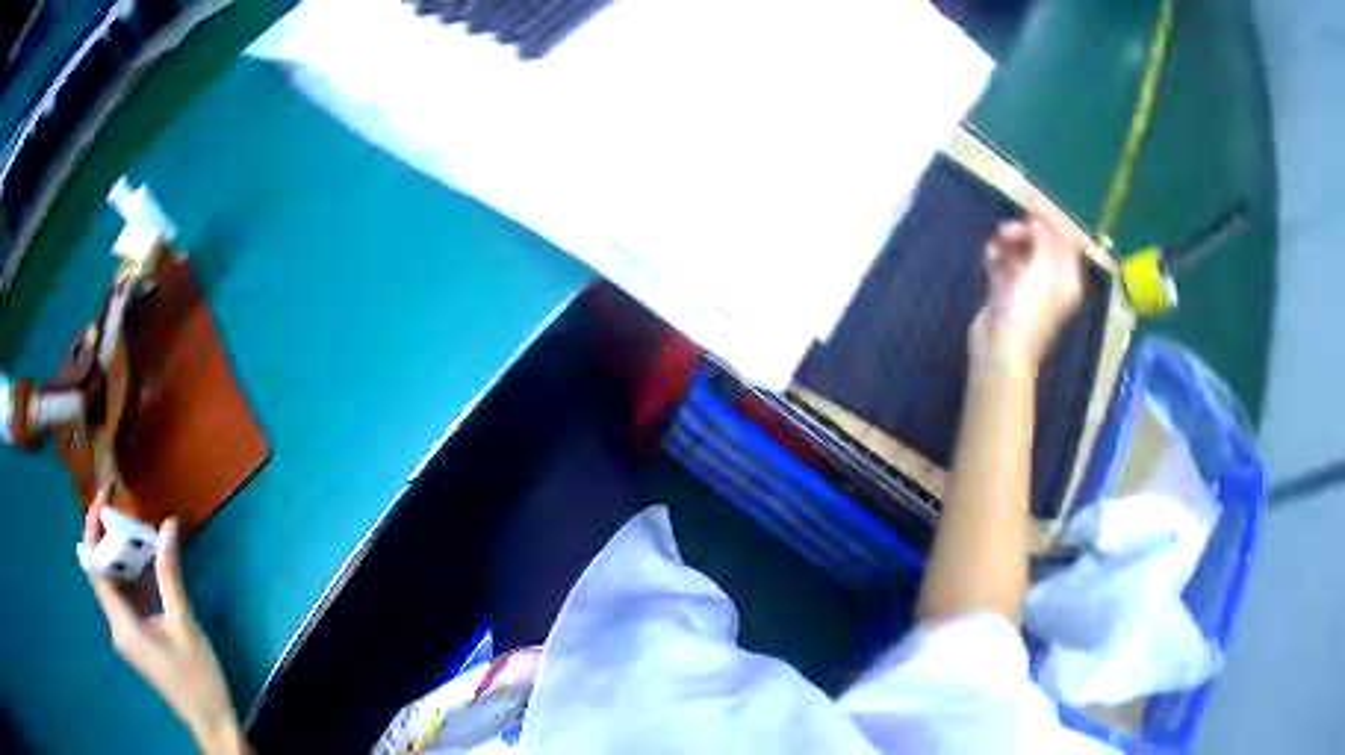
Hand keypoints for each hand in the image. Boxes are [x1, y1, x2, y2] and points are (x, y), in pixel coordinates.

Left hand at [83, 498, 249, 754]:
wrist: (211, 722)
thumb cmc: (197, 679)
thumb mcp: (185, 626)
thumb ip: (170, 576)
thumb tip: (167, 525)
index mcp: (121, 624)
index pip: (93, 565)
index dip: (93, 526)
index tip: (105, 494)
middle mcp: (115, 625)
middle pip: (101, 569)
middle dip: (110, 535)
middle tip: (127, 508)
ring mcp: (125, 632)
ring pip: (113, 581)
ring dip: (123, 554)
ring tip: (140, 530)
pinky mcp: (135, 637)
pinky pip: (125, 596)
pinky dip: (133, 574)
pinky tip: (148, 562)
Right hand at [969, 216, 1083, 374]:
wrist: (999, 350)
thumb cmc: (1027, 311)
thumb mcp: (1043, 270)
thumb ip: (1045, 241)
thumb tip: (1038, 222)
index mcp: (1066, 279)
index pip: (1065, 243)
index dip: (1051, 224)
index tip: (1032, 209)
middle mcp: (1050, 282)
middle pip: (1041, 245)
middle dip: (1025, 232)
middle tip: (1009, 230)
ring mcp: (1026, 287)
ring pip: (1019, 252)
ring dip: (1007, 242)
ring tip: (996, 243)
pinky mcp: (1005, 292)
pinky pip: (1002, 264)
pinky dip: (996, 256)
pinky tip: (989, 255)